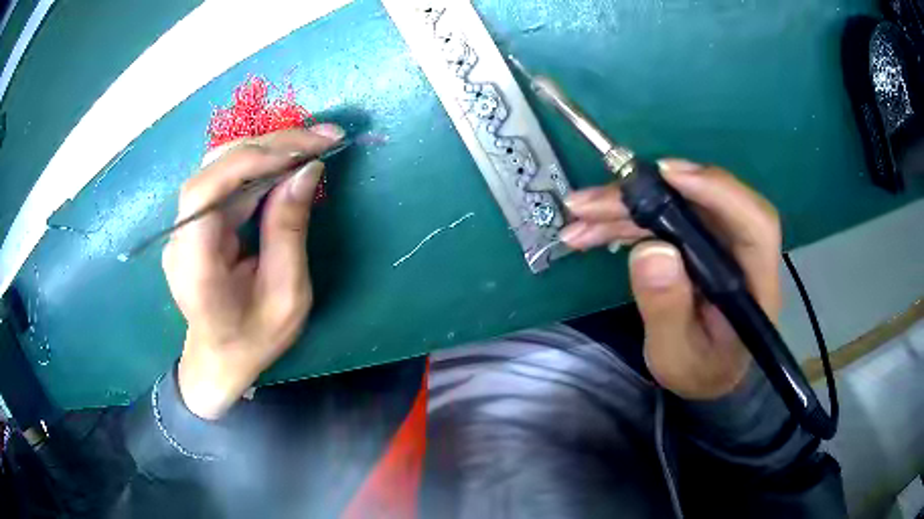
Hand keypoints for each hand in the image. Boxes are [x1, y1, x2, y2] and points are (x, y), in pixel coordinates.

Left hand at [163, 125, 343, 418]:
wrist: (219, 360)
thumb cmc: (253, 339)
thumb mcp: (287, 297)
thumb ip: (290, 232)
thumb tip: (306, 169)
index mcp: (195, 265)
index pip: (206, 191)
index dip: (250, 160)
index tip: (304, 150)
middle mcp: (180, 237)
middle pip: (215, 170)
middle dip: (270, 146)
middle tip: (322, 137)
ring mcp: (184, 227)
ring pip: (220, 168)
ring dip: (267, 150)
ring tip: (312, 144)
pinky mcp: (195, 222)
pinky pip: (226, 182)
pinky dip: (260, 166)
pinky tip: (288, 162)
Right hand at [562, 160, 781, 398]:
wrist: (704, 373)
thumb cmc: (698, 371)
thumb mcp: (676, 356)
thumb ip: (667, 310)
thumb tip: (650, 251)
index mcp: (755, 284)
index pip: (755, 224)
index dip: (718, 190)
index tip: (668, 175)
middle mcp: (741, 252)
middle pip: (704, 203)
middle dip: (646, 196)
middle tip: (593, 202)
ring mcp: (718, 243)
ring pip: (677, 206)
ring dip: (626, 207)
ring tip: (580, 217)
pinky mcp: (697, 242)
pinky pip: (663, 219)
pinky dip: (626, 221)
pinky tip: (593, 230)